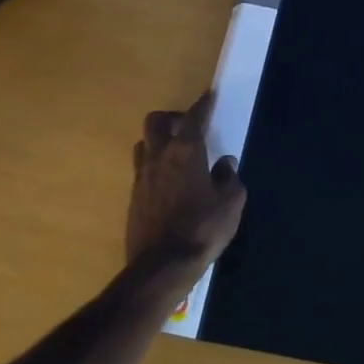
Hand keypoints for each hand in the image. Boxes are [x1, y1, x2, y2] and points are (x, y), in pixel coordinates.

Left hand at [127, 91, 246, 279]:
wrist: (162, 266)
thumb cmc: (202, 229)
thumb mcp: (230, 203)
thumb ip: (229, 178)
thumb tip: (225, 163)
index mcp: (186, 151)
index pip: (194, 117)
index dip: (203, 105)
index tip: (209, 96)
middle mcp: (159, 157)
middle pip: (156, 121)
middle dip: (172, 117)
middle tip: (188, 127)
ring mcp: (142, 177)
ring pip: (143, 144)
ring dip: (158, 141)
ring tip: (175, 154)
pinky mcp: (133, 198)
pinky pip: (141, 170)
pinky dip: (154, 167)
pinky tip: (168, 183)